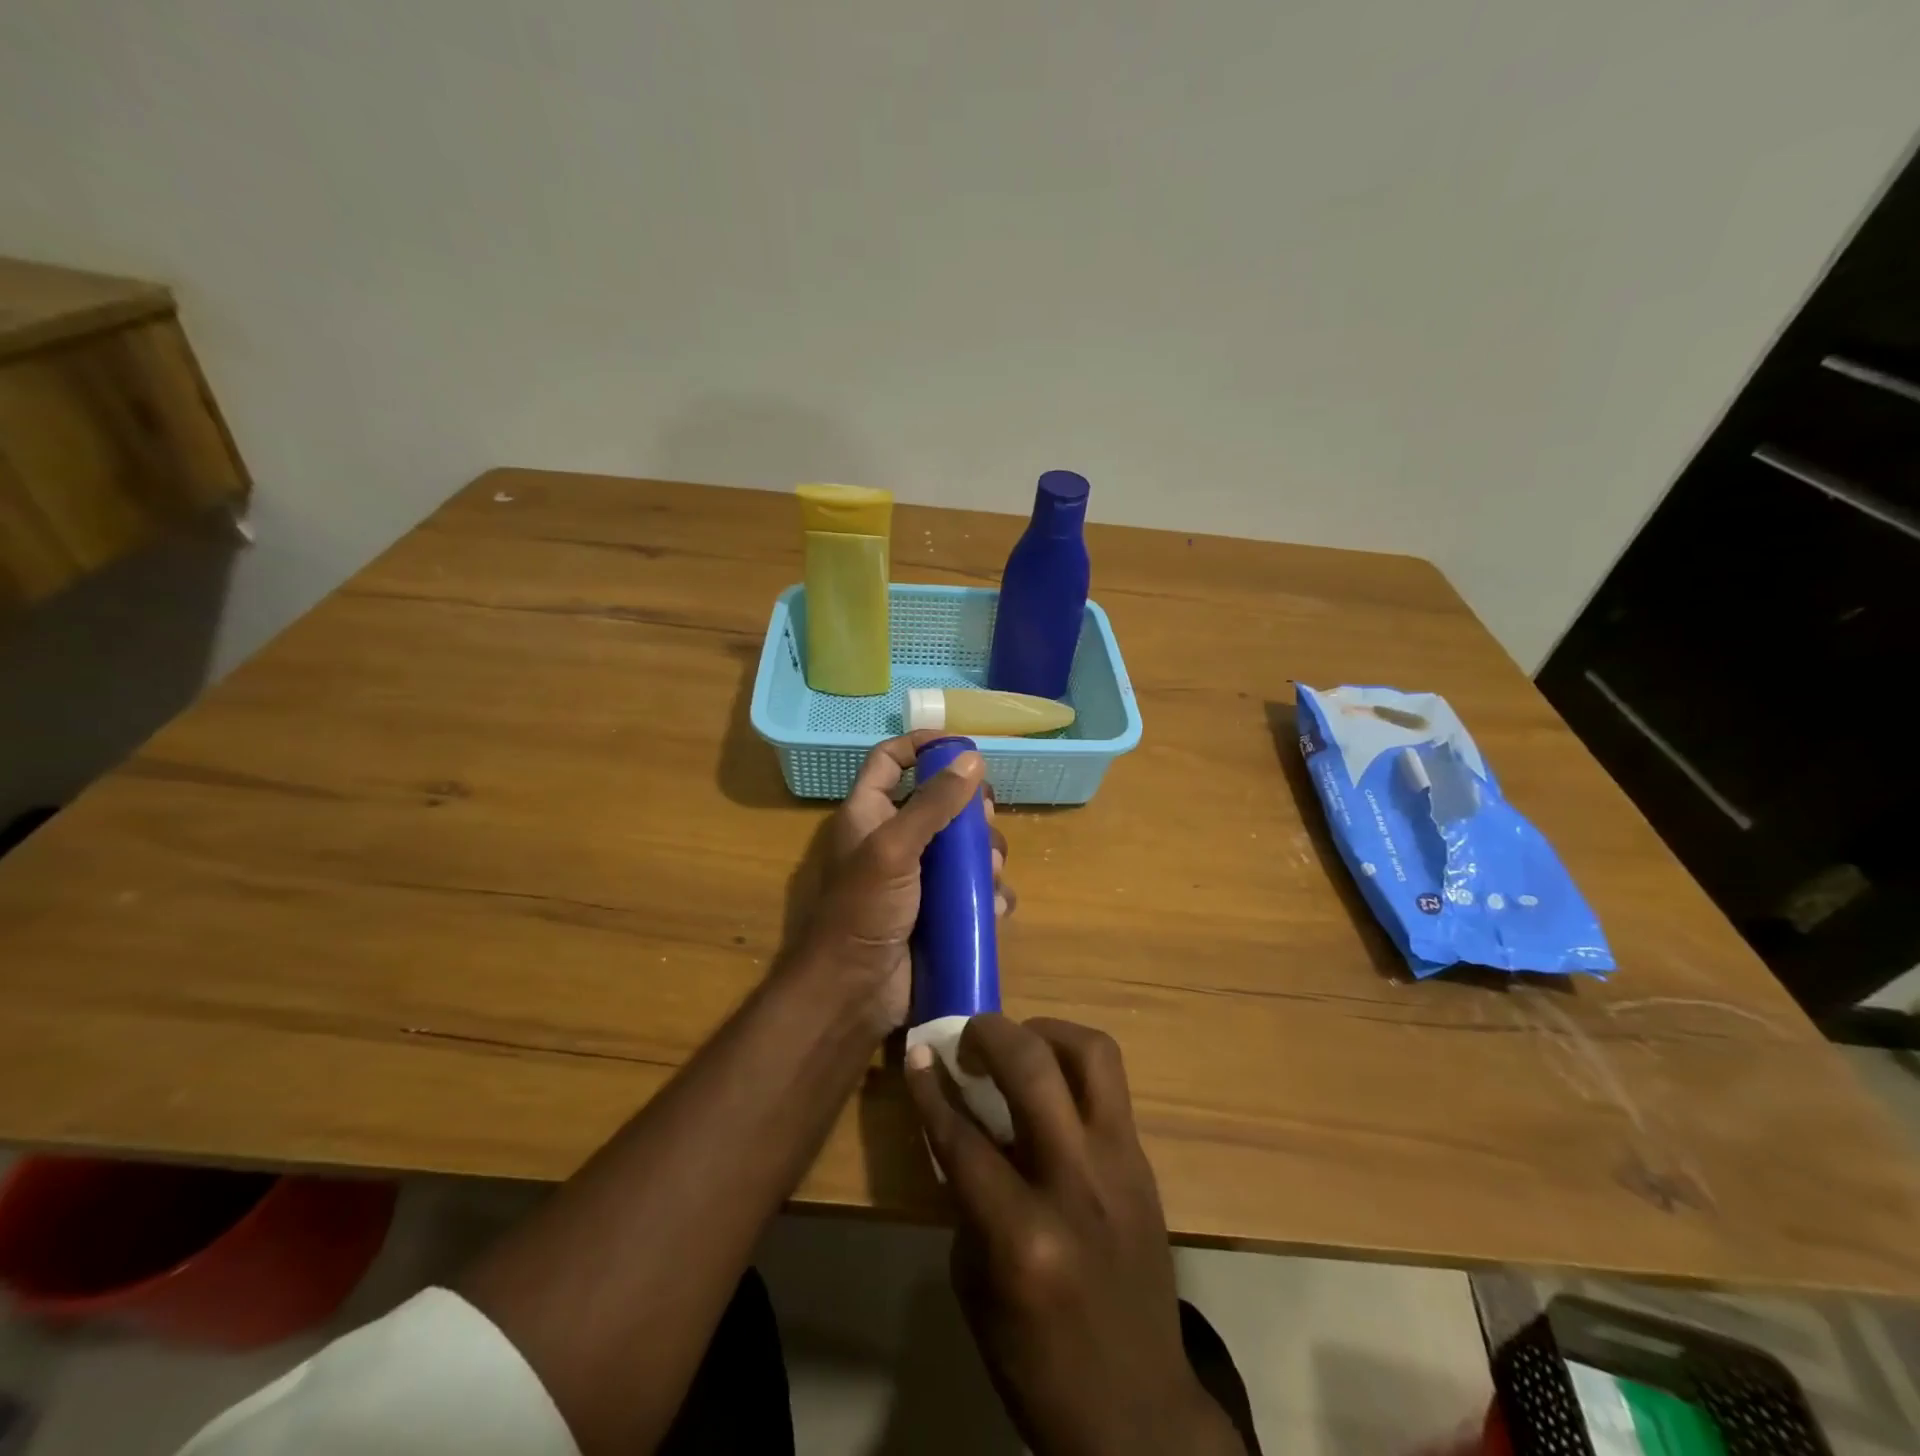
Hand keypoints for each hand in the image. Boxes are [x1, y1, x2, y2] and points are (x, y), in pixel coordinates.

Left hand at [806, 731, 1009, 1031]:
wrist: (855, 992)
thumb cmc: (864, 910)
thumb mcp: (894, 848)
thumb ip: (933, 804)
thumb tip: (972, 759)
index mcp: (869, 814)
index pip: (890, 761)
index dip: (921, 745)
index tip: (962, 744)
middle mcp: (894, 839)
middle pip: (940, 803)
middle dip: (970, 809)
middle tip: (986, 817)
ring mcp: (918, 877)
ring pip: (963, 848)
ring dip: (985, 855)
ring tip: (991, 872)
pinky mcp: (938, 911)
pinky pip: (972, 890)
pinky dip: (987, 894)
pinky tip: (993, 906)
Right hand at [906, 1016, 1246, 1455]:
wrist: (1140, 1412)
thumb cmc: (1038, 1362)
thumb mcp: (976, 1287)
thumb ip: (967, 1196)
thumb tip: (959, 1123)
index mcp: (1022, 1237)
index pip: (963, 1139)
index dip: (932, 1088)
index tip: (917, 1051)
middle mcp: (1076, 1185)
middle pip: (1033, 1070)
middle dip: (991, 1034)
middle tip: (970, 1036)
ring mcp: (1121, 1165)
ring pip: (1092, 1055)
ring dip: (1047, 1032)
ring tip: (1020, 1042)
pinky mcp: (1145, 1161)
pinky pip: (1110, 1085)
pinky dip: (1074, 1065)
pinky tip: (1052, 1083)